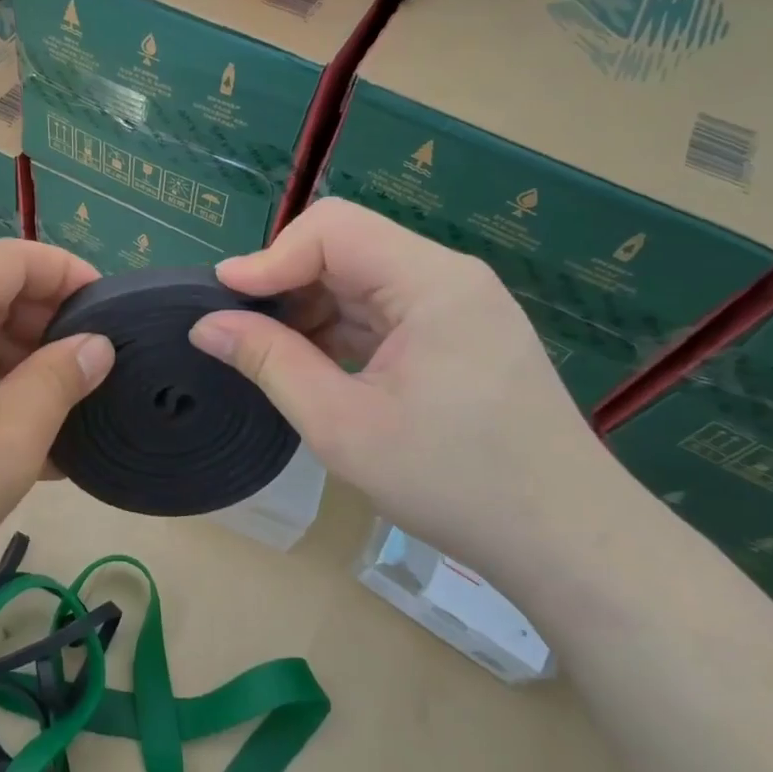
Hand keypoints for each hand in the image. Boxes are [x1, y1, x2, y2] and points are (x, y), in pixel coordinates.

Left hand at [0, 240, 113, 615]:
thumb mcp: (7, 439)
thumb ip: (60, 381)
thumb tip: (97, 346)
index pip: (19, 259)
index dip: (73, 276)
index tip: (117, 315)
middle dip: (53, 331)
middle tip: (100, 377)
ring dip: (27, 372)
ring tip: (72, 419)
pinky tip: (29, 448)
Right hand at [188, 199, 629, 579]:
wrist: (566, 543)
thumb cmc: (454, 483)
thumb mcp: (342, 425)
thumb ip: (270, 363)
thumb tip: (206, 324)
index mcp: (432, 282)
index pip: (333, 229)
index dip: (271, 256)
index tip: (222, 297)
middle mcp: (449, 277)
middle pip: (348, 246)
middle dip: (287, 282)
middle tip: (241, 330)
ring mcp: (459, 304)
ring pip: (362, 277)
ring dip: (311, 307)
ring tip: (272, 354)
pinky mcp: (460, 333)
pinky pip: (385, 308)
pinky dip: (341, 328)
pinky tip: (317, 365)